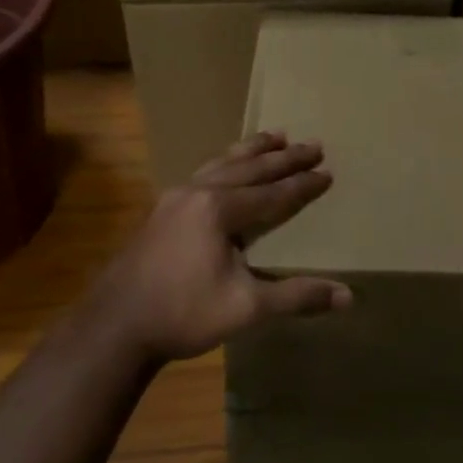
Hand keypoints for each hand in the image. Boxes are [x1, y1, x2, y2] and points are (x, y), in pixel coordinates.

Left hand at [84, 132, 350, 362]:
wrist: (115, 327)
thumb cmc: (183, 314)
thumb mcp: (246, 307)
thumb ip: (296, 296)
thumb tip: (347, 296)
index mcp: (219, 210)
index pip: (272, 193)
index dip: (302, 184)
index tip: (327, 172)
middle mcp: (197, 193)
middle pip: (249, 169)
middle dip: (283, 158)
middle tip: (313, 143)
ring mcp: (174, 199)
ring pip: (221, 164)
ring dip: (251, 151)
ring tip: (274, 135)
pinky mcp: (160, 212)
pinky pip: (202, 174)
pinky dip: (224, 164)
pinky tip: (224, 168)